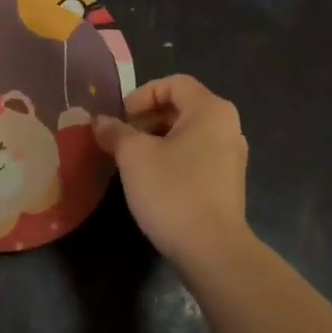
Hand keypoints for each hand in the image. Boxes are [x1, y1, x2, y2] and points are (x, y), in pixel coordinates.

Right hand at [92, 74, 250, 268]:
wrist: (212, 249)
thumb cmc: (172, 191)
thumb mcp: (134, 157)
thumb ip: (115, 132)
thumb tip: (100, 121)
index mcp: (210, 110)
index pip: (174, 84)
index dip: (141, 94)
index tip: (120, 117)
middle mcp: (228, 126)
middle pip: (182, 107)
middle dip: (146, 118)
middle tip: (120, 138)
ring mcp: (231, 156)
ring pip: (188, 134)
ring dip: (157, 140)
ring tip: (131, 160)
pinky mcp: (228, 182)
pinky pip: (196, 156)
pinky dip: (172, 158)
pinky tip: (152, 180)